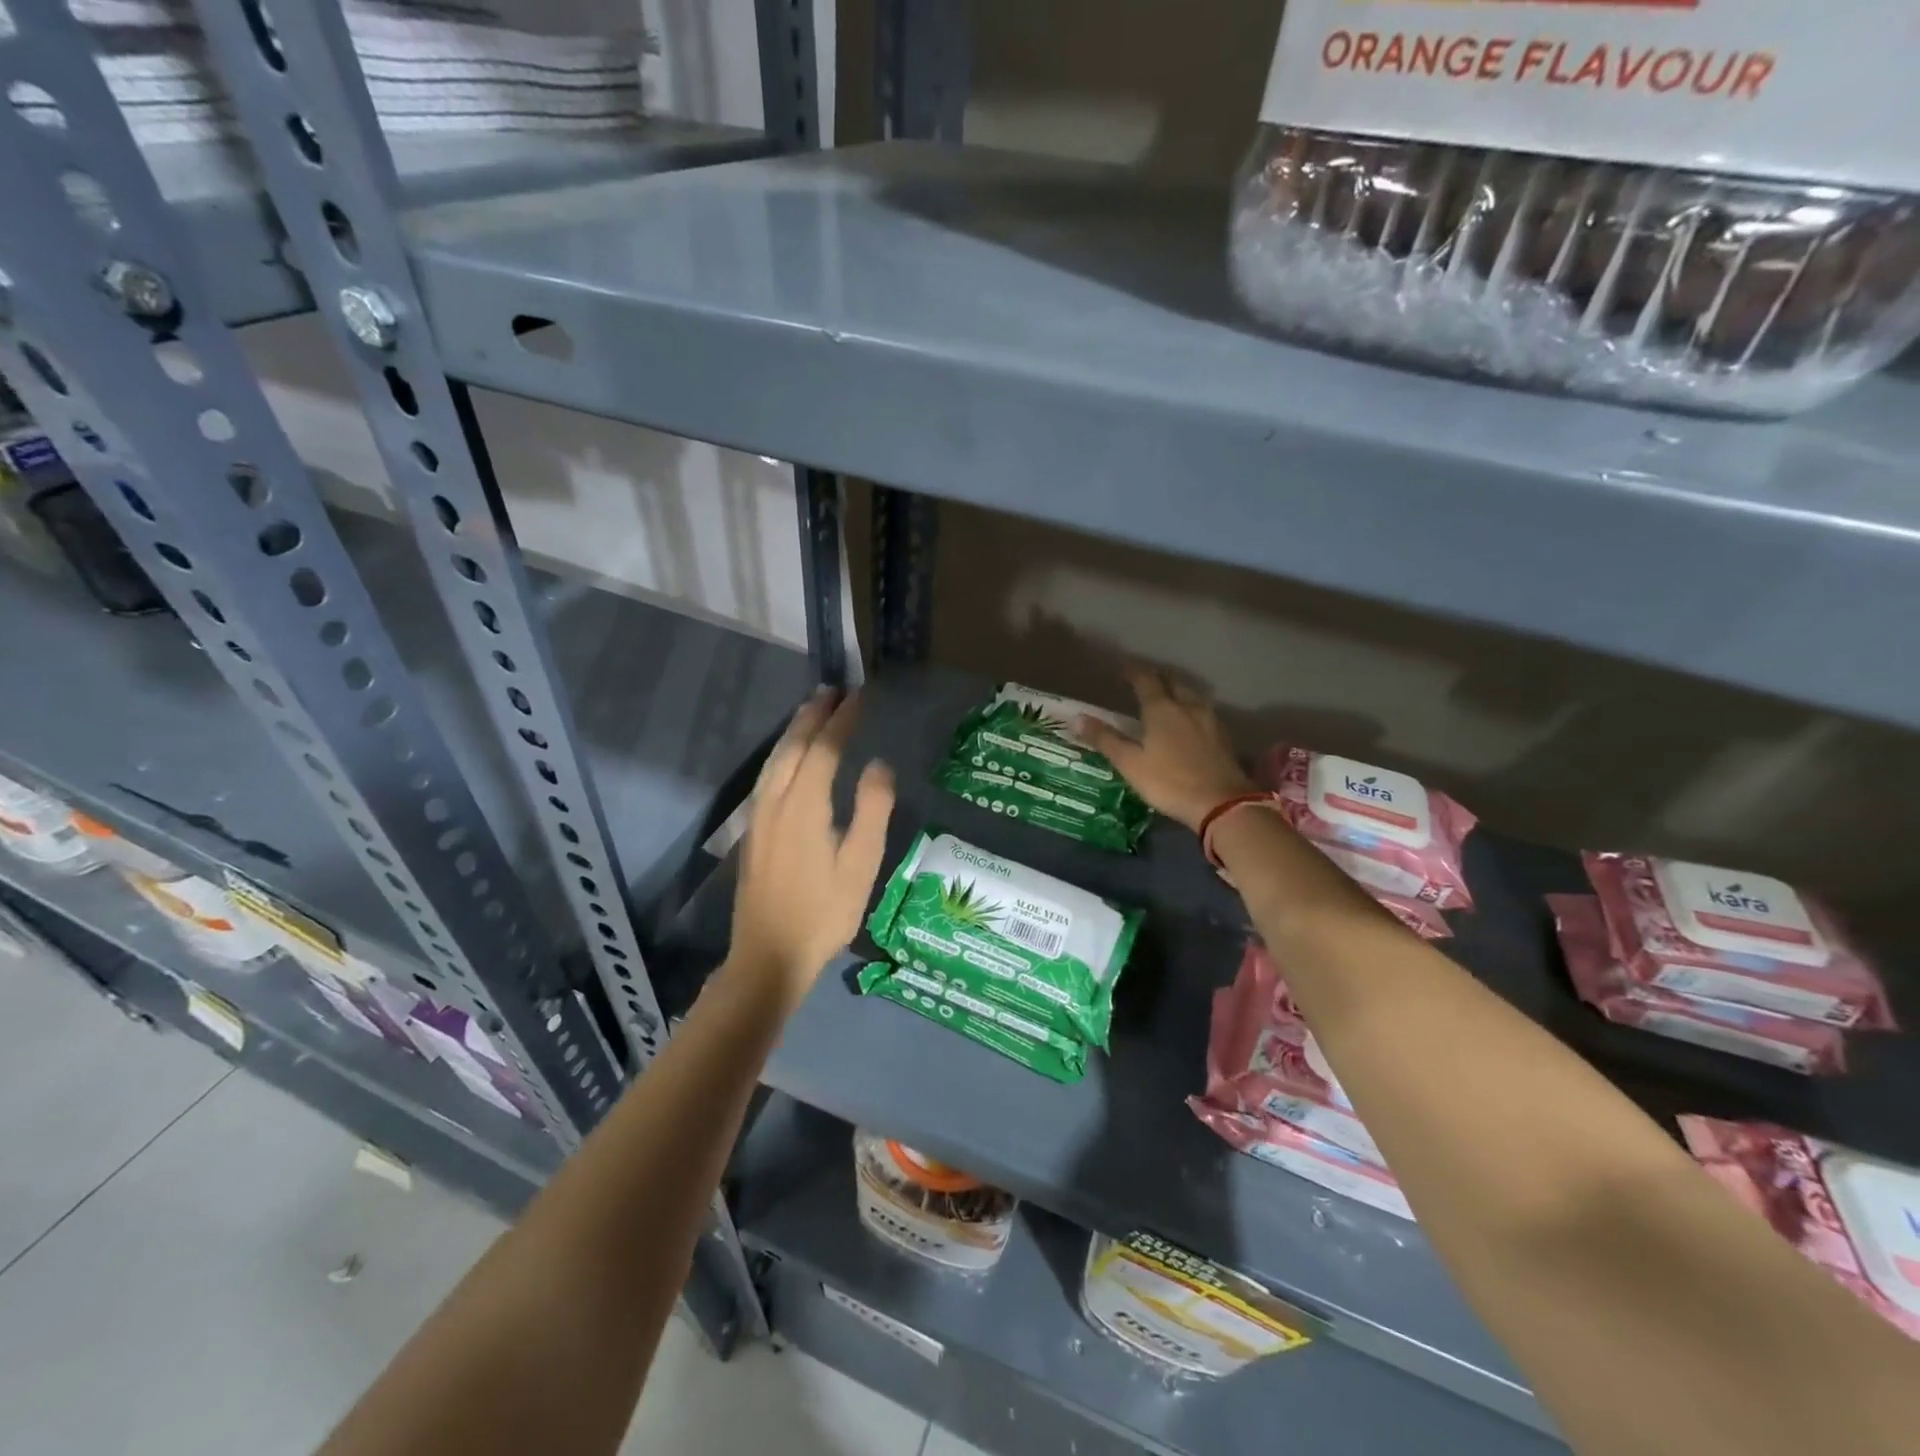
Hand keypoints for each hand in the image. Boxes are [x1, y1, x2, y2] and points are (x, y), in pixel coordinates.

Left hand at [728, 690, 894, 1010]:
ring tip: (811, 711)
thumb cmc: (824, 913)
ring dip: (794, 731)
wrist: (768, 955)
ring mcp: (758, 816)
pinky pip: (766, 776)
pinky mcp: (752, 831)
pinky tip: (788, 758)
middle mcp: (775, 802)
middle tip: (833, 691)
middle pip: (793, 747)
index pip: (825, 749)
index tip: (860, 697)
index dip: (842, 721)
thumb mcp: (860, 865)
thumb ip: (872, 811)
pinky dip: (781, 754)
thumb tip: (878, 765)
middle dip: (813, 716)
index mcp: (804, 806)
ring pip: (774, 760)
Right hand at [1076, 664, 1256, 832]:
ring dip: (1176, 690)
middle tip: (1143, 679)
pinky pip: (1203, 710)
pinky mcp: (1222, 735)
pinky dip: (1190, 707)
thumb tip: (1077, 718)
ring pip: (1191, 694)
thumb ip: (1106, 739)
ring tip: (1166, 696)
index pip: (1145, 680)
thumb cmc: (1170, 782)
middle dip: (1157, 677)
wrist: (1222, 803)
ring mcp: (1209, 719)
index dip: (1133, 671)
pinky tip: (1188, 719)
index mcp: (1162, 709)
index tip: (1122, 666)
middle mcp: (1187, 706)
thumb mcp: (1131, 764)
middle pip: (1172, 682)